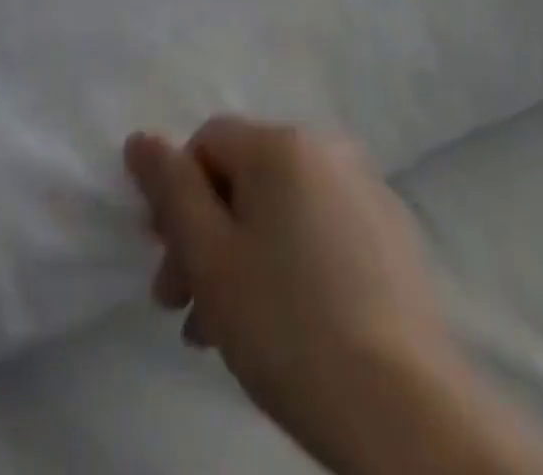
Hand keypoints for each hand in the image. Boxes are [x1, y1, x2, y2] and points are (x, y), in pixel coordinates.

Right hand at [124, 119, 464, 468]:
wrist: (401, 403)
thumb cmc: (287, 323)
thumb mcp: (210, 257)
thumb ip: (171, 190)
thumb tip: (141, 139)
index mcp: (283, 143)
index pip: (207, 142)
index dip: (176, 195)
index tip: (167, 262)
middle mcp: (327, 149)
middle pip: (244, 176)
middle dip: (204, 234)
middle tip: (181, 306)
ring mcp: (365, 188)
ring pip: (280, 208)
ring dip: (241, 256)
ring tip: (221, 331)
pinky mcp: (389, 231)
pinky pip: (320, 227)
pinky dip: (289, 260)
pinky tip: (280, 322)